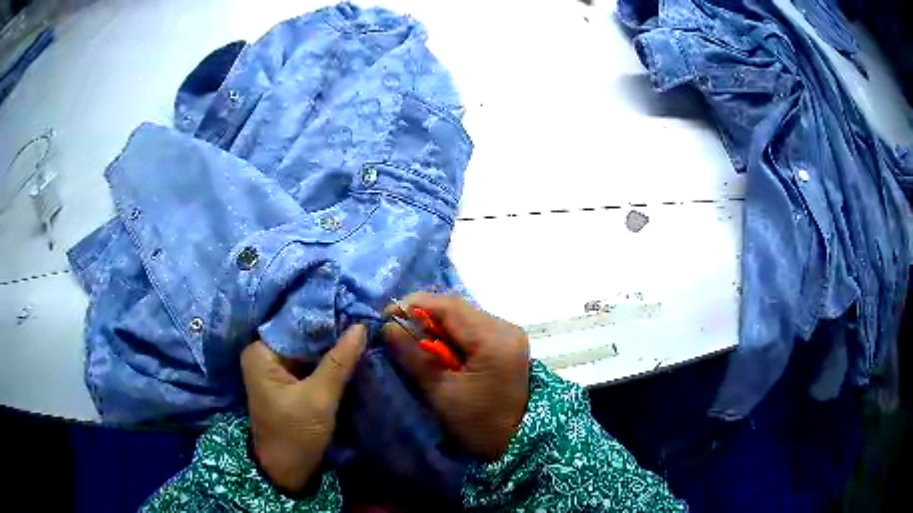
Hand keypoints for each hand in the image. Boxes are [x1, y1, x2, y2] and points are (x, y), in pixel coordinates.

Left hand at [241, 325, 366, 492]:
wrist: (288, 471)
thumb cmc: (296, 434)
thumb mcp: (319, 398)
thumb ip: (339, 361)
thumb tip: (361, 326)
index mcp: (260, 353)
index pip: (294, 325)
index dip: (324, 317)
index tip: (353, 310)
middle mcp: (263, 355)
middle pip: (300, 336)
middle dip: (328, 332)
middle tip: (361, 321)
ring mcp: (273, 369)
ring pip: (306, 350)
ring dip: (329, 347)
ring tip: (359, 333)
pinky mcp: (285, 382)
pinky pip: (307, 363)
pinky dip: (325, 361)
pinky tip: (347, 353)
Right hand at [383, 293, 529, 460]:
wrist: (515, 442)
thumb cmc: (477, 424)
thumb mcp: (441, 393)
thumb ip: (414, 356)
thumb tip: (389, 326)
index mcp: (493, 340)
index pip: (449, 306)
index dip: (414, 304)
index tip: (386, 315)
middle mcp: (506, 328)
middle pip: (458, 307)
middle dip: (424, 313)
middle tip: (397, 327)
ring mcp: (510, 333)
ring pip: (465, 314)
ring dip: (437, 322)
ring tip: (413, 337)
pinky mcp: (508, 341)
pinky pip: (474, 325)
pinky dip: (452, 331)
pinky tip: (438, 346)